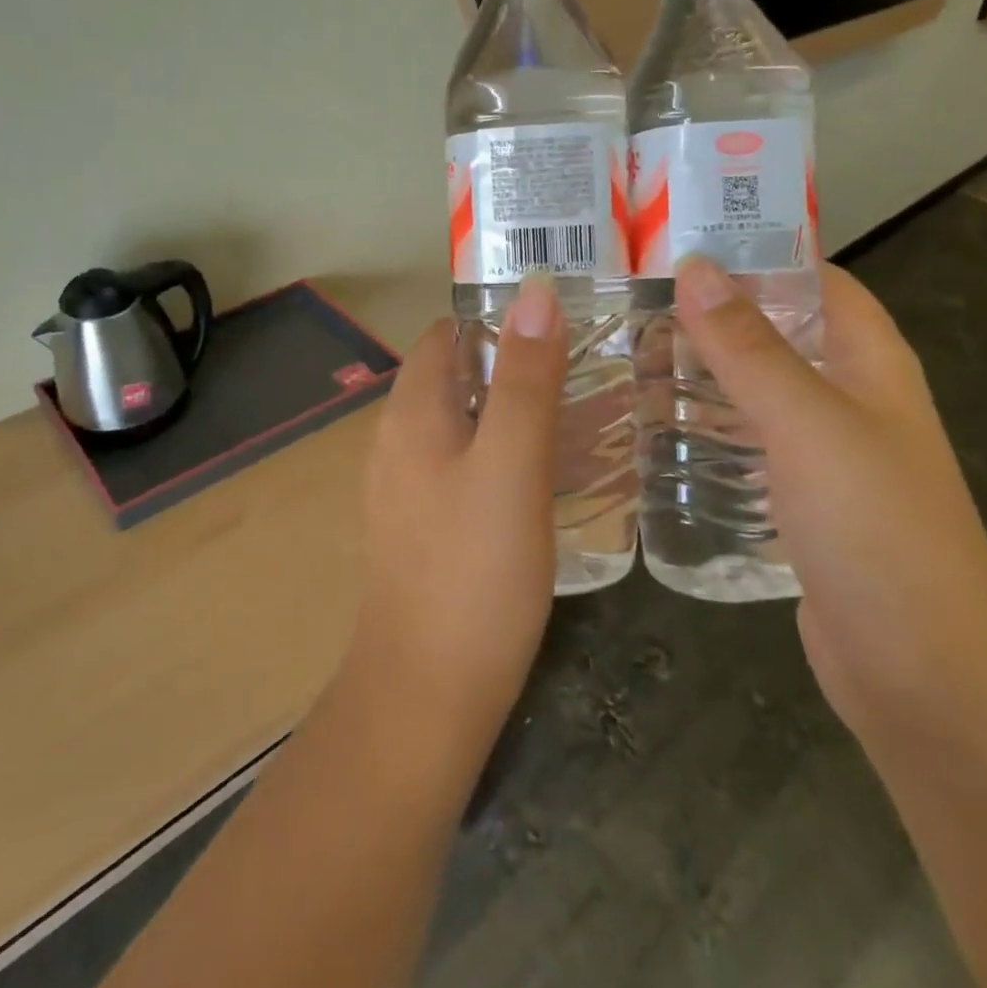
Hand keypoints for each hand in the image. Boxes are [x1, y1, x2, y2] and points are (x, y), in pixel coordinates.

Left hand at [348, 276, 568, 752]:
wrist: (426, 695)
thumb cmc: (472, 574)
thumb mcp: (511, 466)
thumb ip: (525, 379)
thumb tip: (534, 292)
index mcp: (412, 413)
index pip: (448, 334)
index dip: (498, 319)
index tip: (561, 323)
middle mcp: (398, 441)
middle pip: (456, 376)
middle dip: (515, 365)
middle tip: (588, 370)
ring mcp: (407, 488)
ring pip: (464, 424)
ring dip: (513, 412)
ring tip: (582, 417)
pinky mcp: (423, 528)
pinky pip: (465, 468)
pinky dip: (504, 455)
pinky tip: (547, 479)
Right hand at [673, 256, 986, 737]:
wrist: (924, 674)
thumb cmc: (877, 531)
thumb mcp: (808, 424)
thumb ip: (749, 348)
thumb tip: (697, 265)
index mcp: (870, 363)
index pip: (814, 279)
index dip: (758, 252)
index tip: (680, 242)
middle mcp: (849, 399)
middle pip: (776, 334)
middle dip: (712, 316)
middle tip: (632, 301)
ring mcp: (823, 456)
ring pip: (754, 393)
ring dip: (702, 374)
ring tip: (628, 356)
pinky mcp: (797, 504)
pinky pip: (745, 447)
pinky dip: (705, 430)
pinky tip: (654, 432)